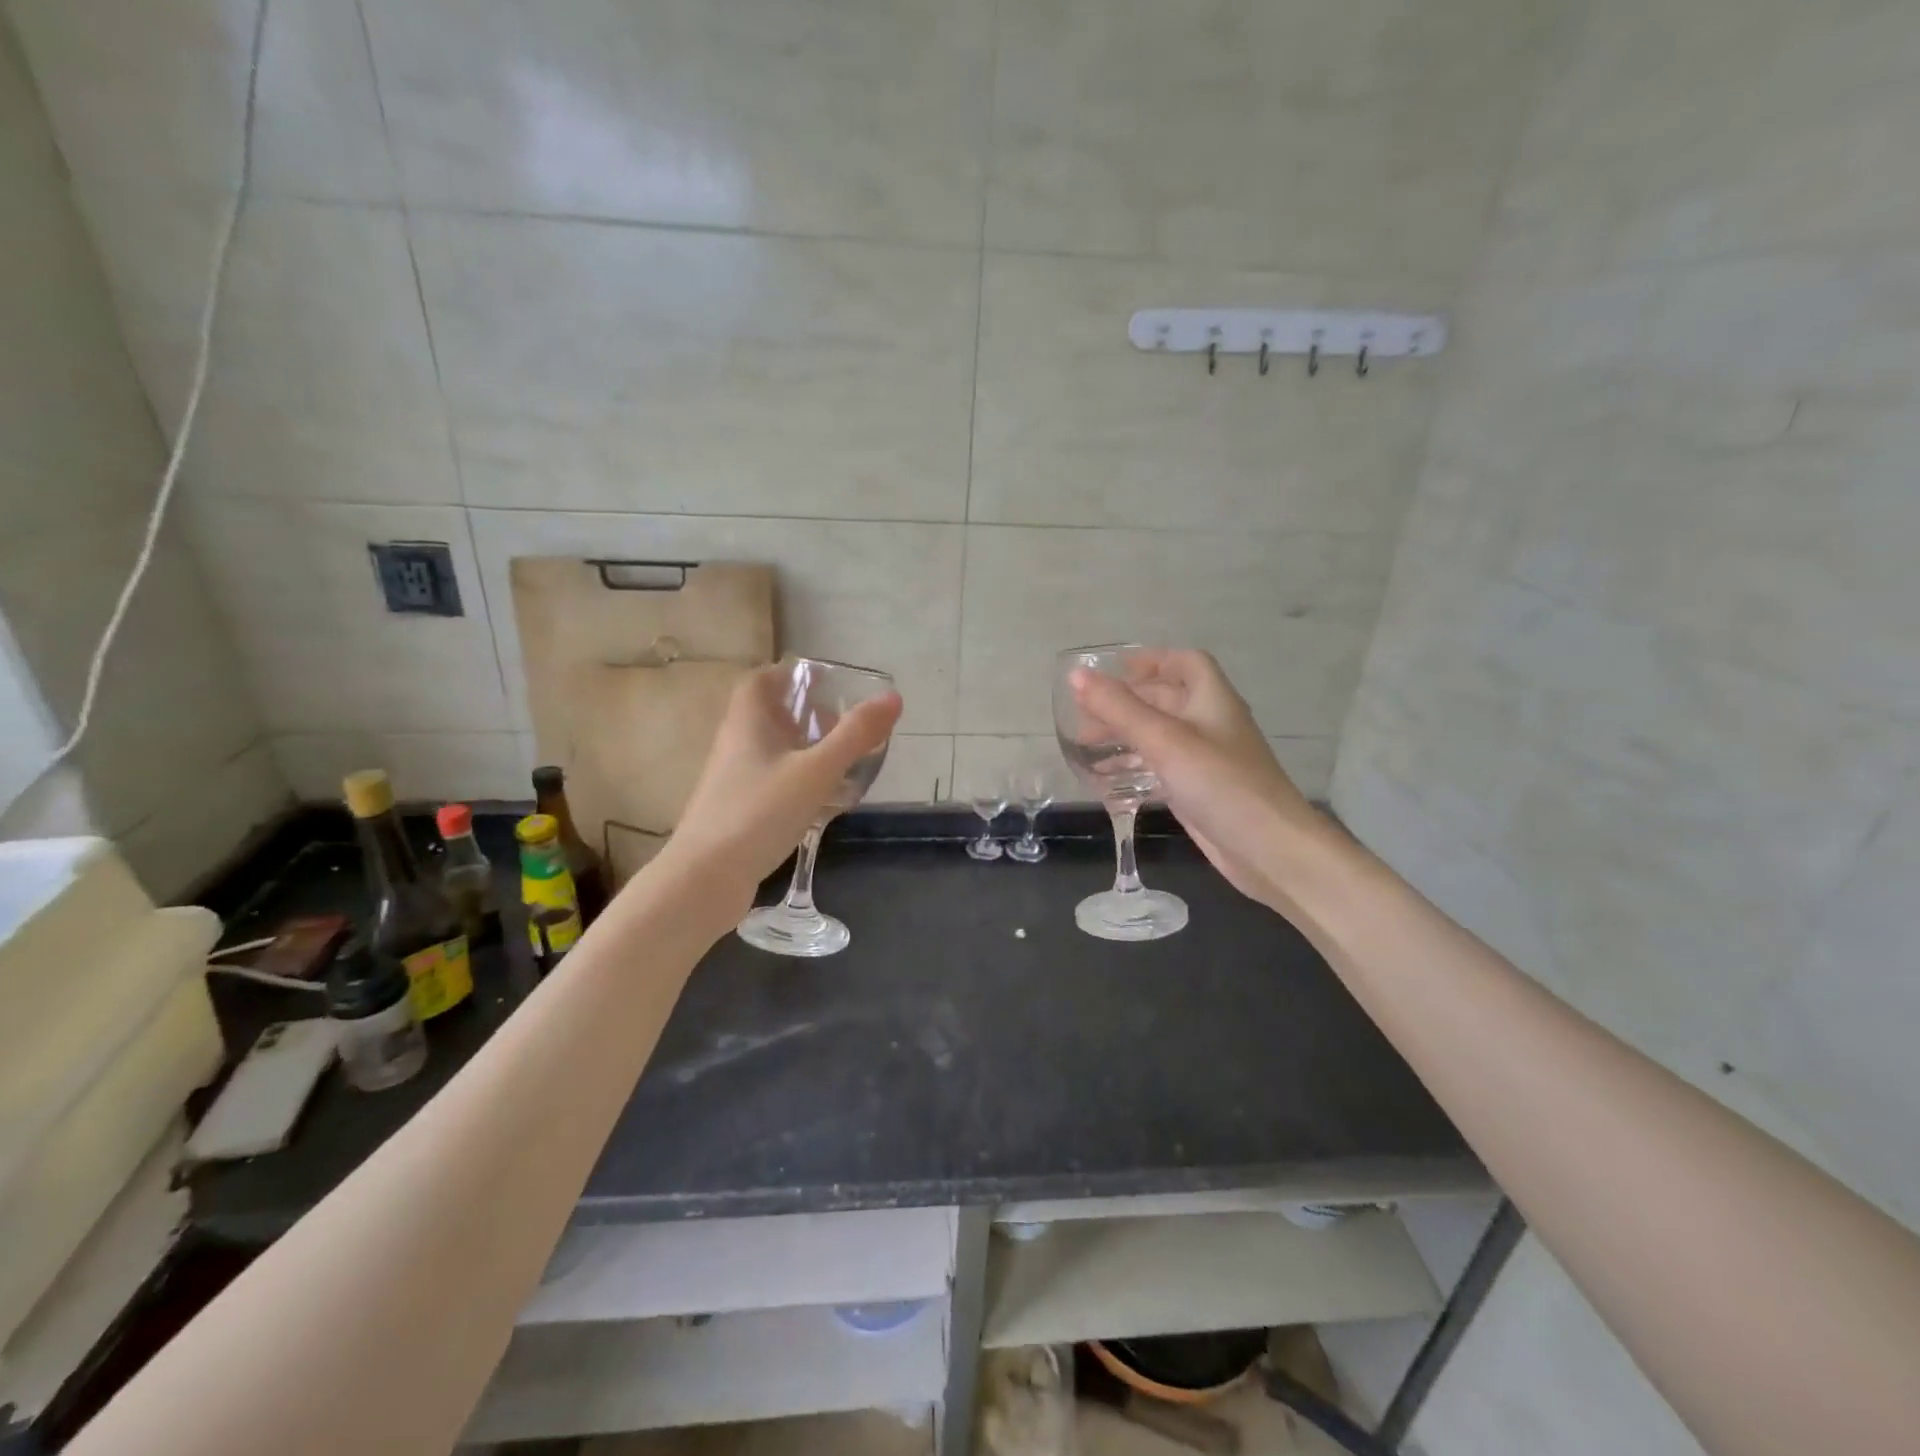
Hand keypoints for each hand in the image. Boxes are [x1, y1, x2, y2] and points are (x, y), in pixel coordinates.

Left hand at [665, 666, 902, 902]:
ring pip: (771, 752)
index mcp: (747, 724)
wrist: (705, 879)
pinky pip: (771, 783)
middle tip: (842, 722)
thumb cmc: (758, 813)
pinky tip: (822, 801)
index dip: (789, 674)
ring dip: (803, 749)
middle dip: (805, 714)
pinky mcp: (738, 813)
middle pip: (769, 716)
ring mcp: (733, 782)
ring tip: (840, 760)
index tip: (823, 681)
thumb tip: (892, 697)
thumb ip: (854, 735)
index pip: (760, 681)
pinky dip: (797, 781)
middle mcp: (736, 746)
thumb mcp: (815, 771)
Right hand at [1070, 649, 1327, 909]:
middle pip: (1166, 699)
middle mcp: (1210, 724)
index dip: (1151, 659)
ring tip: (1085, 746)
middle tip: (1083, 714)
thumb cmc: (1219, 783)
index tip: (1112, 669)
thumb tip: (1076, 675)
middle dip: (1125, 702)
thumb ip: (1119, 708)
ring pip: (1160, 736)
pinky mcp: (1198, 791)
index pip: (1185, 662)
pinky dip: (1134, 767)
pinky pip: (1160, 768)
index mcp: (1211, 700)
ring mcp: (1206, 760)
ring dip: (1125, 735)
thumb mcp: (1164, 740)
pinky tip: (1107, 779)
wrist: (1268, 849)